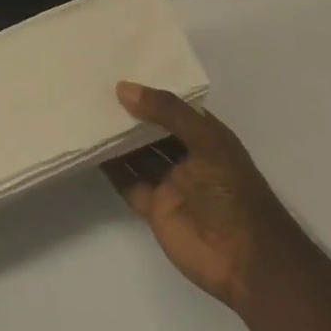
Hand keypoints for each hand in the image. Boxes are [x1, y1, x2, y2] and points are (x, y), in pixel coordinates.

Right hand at [103, 82, 277, 310]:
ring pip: (137, 154)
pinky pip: (128, 182)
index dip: (150, 90)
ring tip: (85, 112)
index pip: (173, 105)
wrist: (246, 261)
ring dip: (116, 138)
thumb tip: (123, 88)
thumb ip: (167, 112)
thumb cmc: (233, 192)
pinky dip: (111, 168)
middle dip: (127, 112)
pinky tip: (90, 149)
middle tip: (92, 87)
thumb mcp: (207, 141)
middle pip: (151, 129)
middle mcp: (186, 155)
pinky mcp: (154, 208)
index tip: (117, 70)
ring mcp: (169, 183)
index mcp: (205, 136)